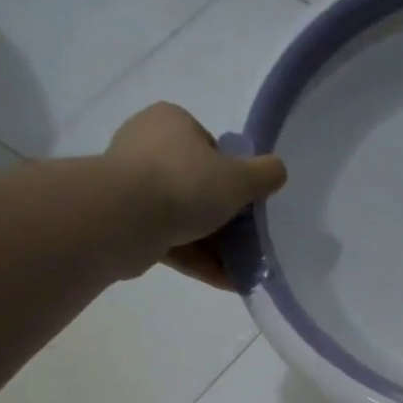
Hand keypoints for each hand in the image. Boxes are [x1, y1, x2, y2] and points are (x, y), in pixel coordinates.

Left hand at [107, 102, 286, 286]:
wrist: (126, 219)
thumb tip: (277, 171)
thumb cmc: (186, 184)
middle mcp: (145, 147)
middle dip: (222, 216)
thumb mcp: (240, 178)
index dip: (231, 174)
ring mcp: (131, 187)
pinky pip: (170, 241)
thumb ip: (265, 174)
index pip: (208, 146)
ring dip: (213, 244)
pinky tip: (225, 280)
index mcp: (170, 122)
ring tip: (242, 268)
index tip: (244, 200)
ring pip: (182, 217)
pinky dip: (197, 259)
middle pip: (196, 184)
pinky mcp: (125, 223)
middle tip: (247, 238)